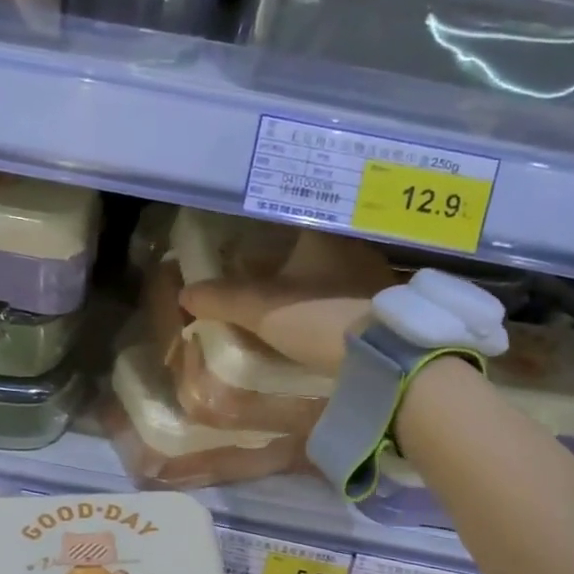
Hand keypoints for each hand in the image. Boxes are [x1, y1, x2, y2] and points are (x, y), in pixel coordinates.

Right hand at [177, 229, 396, 374]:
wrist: (385, 355)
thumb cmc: (319, 316)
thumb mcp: (260, 309)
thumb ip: (222, 299)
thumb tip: (185, 294)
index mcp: (323, 233)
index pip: (288, 218)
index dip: (265, 229)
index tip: (247, 243)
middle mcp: (353, 245)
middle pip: (312, 244)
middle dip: (288, 258)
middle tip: (262, 273)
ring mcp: (376, 275)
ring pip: (333, 270)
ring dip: (312, 282)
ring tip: (288, 299)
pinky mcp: (388, 305)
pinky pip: (349, 294)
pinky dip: (331, 302)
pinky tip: (318, 318)